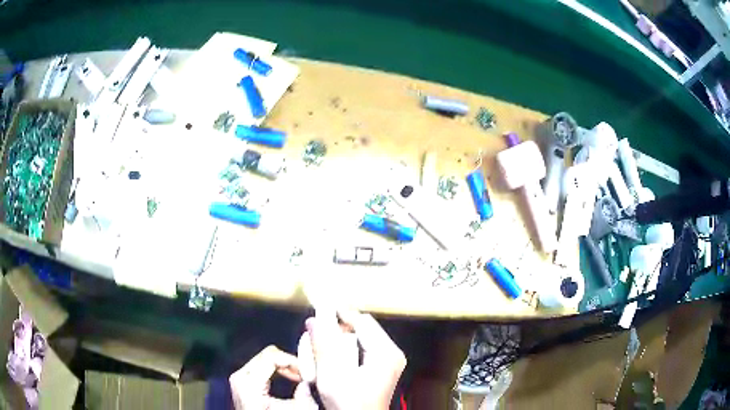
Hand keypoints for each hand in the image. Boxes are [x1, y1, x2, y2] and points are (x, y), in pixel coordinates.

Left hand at [230, 345, 317, 409]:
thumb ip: (303, 396)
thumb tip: (308, 381)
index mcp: (248, 382)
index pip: (271, 356)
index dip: (293, 360)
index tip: (307, 370)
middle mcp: (240, 376)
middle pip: (268, 355)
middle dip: (290, 362)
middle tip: (306, 374)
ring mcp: (239, 377)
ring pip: (266, 358)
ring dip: (285, 365)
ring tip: (300, 377)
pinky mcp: (242, 379)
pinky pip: (262, 364)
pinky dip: (278, 369)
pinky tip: (290, 377)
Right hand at [305, 309, 406, 409]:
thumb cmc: (350, 405)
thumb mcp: (332, 376)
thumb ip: (323, 346)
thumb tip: (314, 320)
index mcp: (385, 353)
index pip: (362, 321)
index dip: (339, 313)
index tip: (319, 307)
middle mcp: (390, 354)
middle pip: (361, 329)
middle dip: (336, 329)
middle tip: (315, 331)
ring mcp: (387, 362)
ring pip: (358, 339)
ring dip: (337, 340)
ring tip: (319, 347)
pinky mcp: (380, 369)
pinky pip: (360, 350)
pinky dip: (343, 351)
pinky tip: (329, 359)